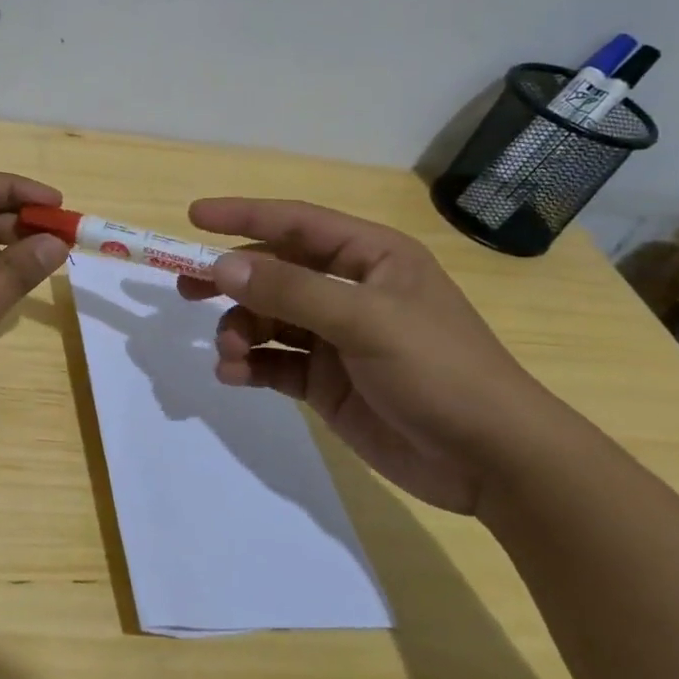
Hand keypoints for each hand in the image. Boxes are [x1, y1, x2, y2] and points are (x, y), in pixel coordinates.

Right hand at [178, 198, 555, 513]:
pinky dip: (248, 365)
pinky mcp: (325, 381)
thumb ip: (291, 290)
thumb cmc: (440, 371)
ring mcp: (335, 338)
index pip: (296, 223)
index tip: (194, 216)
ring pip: (266, 319)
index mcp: (369, 259)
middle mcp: (348, 291)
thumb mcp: (366, 321)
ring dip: (238, 331)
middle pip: (273, 271)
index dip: (244, 216)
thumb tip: (222, 266)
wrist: (493, 462)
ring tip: (228, 353)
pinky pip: (272, 362)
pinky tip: (234, 375)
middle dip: (231, 279)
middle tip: (185, 288)